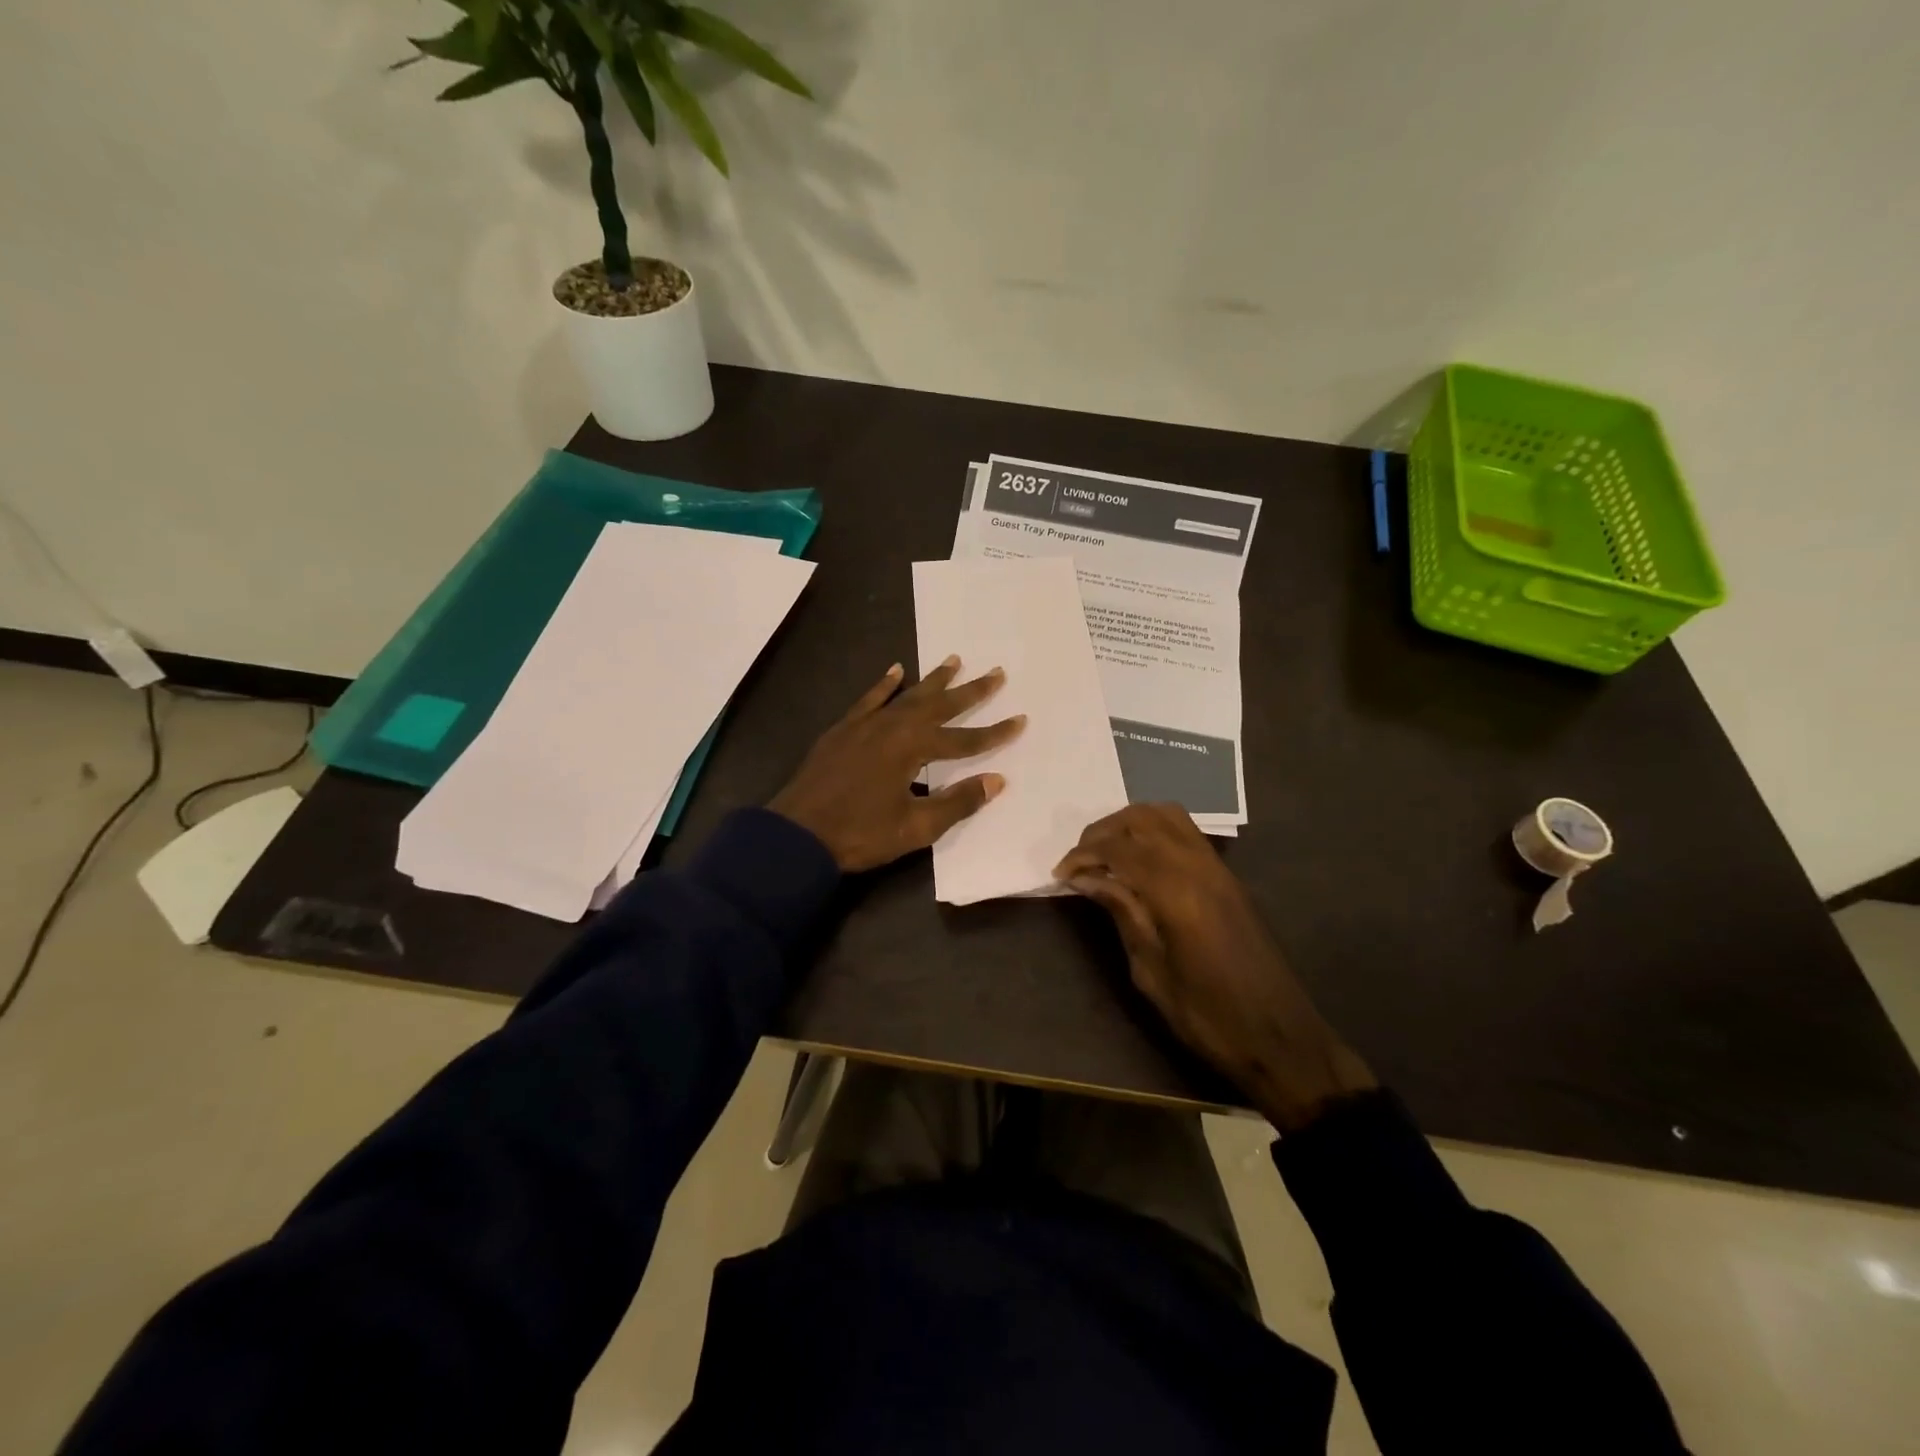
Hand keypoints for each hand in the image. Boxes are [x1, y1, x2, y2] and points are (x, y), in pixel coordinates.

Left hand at [770, 657, 1025, 871]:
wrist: (796, 834)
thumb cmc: (859, 834)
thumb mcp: (915, 827)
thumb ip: (957, 802)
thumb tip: (997, 780)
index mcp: (912, 748)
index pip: (964, 739)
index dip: (995, 733)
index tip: (1021, 720)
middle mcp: (892, 726)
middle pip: (939, 705)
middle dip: (970, 691)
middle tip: (996, 672)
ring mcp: (865, 724)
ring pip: (907, 695)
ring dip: (933, 680)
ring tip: (954, 660)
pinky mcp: (844, 729)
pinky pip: (870, 699)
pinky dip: (884, 684)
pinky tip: (896, 670)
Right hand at [1055, 804, 1375, 1132]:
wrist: (1279, 1035)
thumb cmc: (1207, 1015)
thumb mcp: (1151, 971)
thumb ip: (1122, 913)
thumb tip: (1087, 879)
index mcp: (1176, 892)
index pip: (1119, 849)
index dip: (1083, 855)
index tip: (1059, 874)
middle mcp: (1197, 865)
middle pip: (1140, 819)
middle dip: (1102, 832)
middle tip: (1079, 862)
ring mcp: (1217, 866)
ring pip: (1165, 815)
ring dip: (1129, 824)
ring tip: (1105, 854)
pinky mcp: (1227, 875)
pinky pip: (1185, 831)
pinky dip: (1154, 830)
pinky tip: (1139, 860)